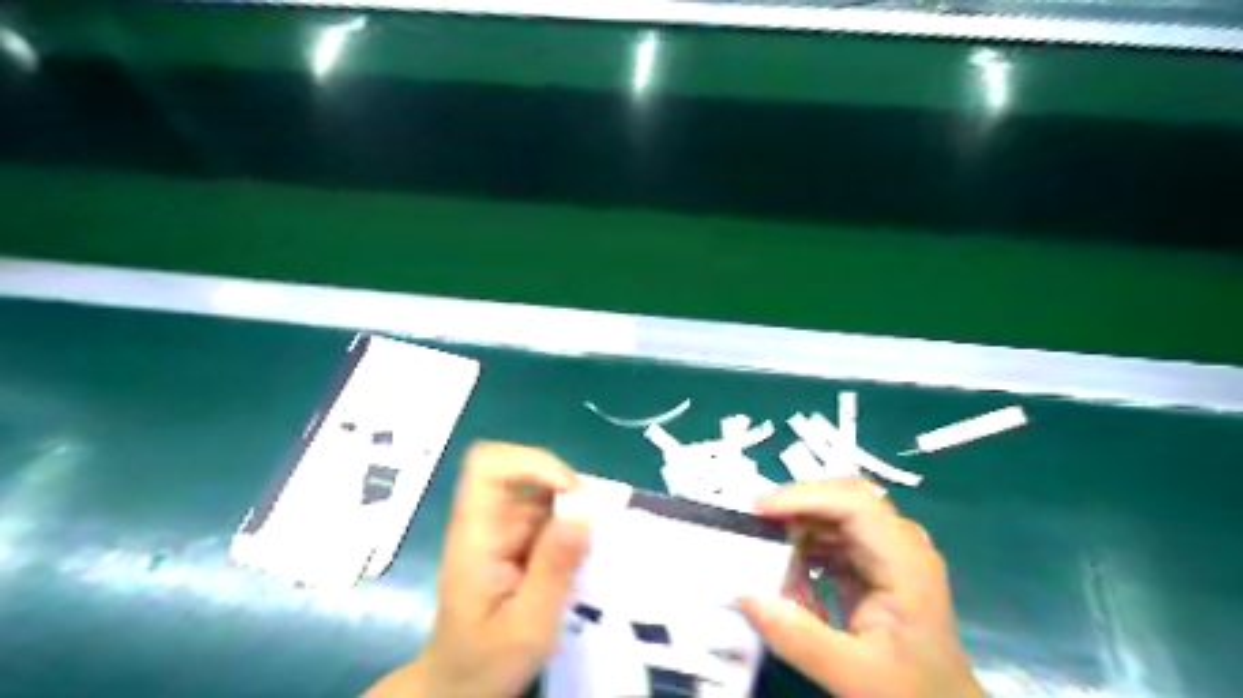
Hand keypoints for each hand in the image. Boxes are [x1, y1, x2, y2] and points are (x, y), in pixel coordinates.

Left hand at [363, 445, 587, 694]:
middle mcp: (486, 520)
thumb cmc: (484, 662)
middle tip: (593, 532)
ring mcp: (500, 527)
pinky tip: (580, 561)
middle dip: (566, 492)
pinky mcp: (515, 538)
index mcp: (475, 535)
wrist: (459, 686)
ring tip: (589, 554)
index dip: (531, 462)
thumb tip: (585, 512)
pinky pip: (549, 513)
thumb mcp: (528, 627)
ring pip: (543, 491)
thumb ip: (554, 570)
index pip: (488, 465)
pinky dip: (571, 527)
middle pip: (524, 471)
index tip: (570, 493)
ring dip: (573, 512)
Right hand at [735, 481, 979, 697]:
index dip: (805, 497)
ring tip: (766, 553)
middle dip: (797, 506)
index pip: (854, 504)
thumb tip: (743, 593)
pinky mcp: (878, 566)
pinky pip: (836, 541)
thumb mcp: (851, 674)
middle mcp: (901, 546)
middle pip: (845, 500)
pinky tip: (792, 581)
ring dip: (800, 530)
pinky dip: (808, 552)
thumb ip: (796, 636)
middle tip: (755, 522)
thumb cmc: (908, 692)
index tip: (759, 511)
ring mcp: (891, 553)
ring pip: (837, 517)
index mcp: (905, 563)